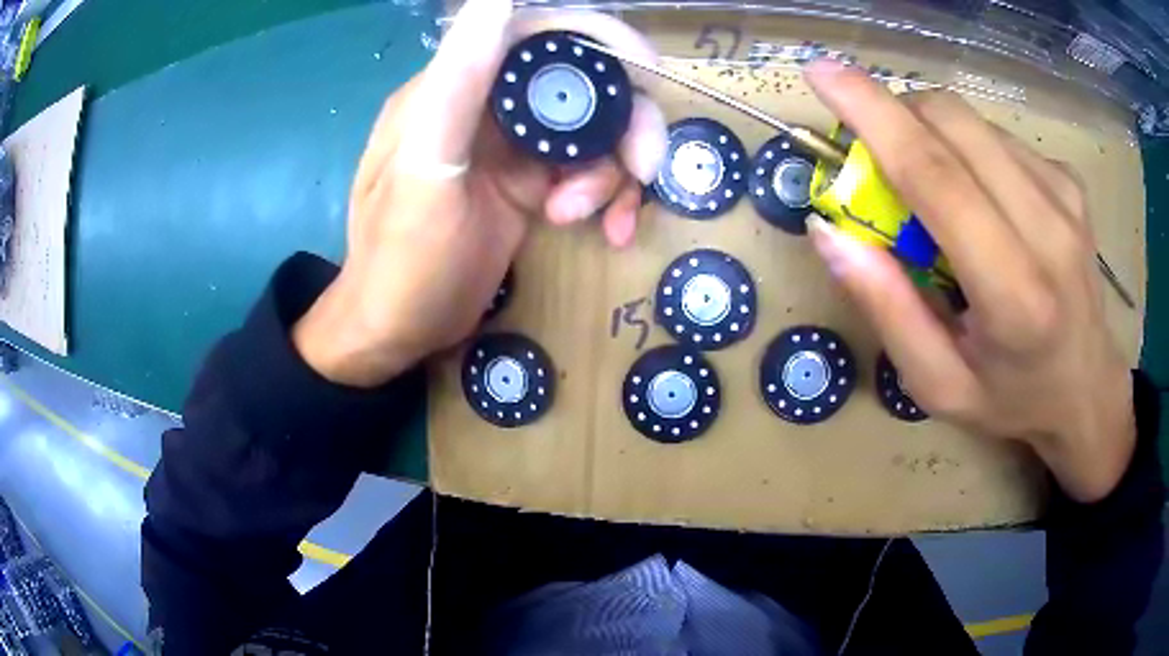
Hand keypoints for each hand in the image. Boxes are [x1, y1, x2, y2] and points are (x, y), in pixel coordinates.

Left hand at [293, 0, 665, 387]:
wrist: (398, 332)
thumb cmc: (401, 260)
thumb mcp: (426, 170)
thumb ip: (458, 82)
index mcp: (454, 89)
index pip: (537, 35)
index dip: (598, 38)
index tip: (647, 71)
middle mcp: (488, 108)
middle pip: (581, 85)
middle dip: (624, 123)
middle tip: (642, 169)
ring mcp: (514, 148)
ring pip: (594, 132)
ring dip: (613, 173)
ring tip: (588, 218)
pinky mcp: (532, 185)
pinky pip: (590, 173)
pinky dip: (609, 198)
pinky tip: (607, 231)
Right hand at [804, 60, 1134, 502]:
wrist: (1088, 390)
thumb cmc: (1011, 399)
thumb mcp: (937, 383)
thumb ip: (886, 308)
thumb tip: (828, 230)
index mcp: (1013, 293)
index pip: (936, 175)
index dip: (872, 113)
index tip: (820, 73)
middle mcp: (1048, 228)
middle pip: (952, 123)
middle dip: (895, 116)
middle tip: (877, 158)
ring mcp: (1064, 194)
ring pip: (972, 121)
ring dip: (931, 134)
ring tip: (937, 194)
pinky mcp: (1069, 180)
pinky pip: (997, 136)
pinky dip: (968, 149)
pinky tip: (981, 198)